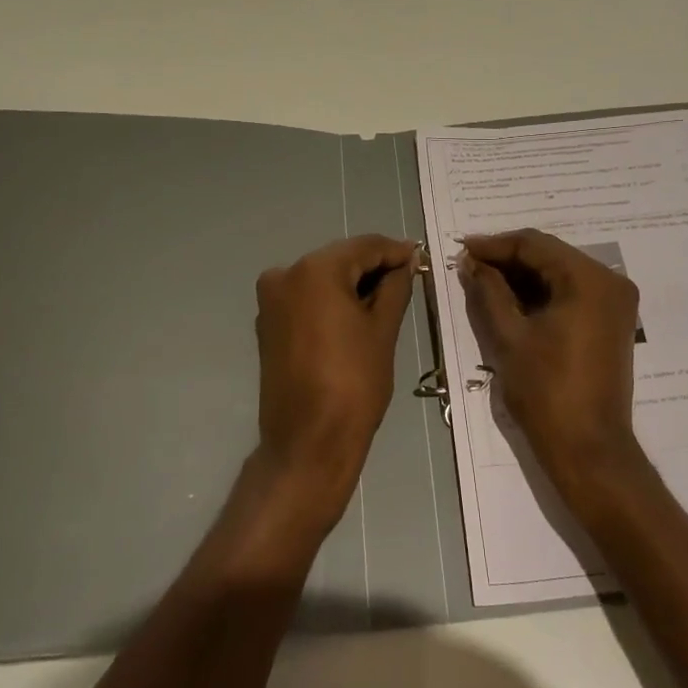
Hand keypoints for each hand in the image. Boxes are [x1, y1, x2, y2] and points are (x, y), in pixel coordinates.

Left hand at [254, 234, 417, 523]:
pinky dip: (330, 301)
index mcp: (315, 270)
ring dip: (352, 284)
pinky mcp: (268, 323)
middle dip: (373, 267)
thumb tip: (404, 264)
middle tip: (408, 279)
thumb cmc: (354, 383)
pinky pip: (306, 298)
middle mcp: (285, 274)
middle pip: (340, 259)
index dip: (395, 252)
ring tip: (386, 300)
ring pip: (321, 278)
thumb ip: (395, 288)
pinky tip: (355, 315)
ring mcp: (271, 300)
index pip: (364, 246)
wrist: (308, 441)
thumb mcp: (383, 330)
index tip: (420, 258)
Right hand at [459, 229, 647, 505]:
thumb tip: (471, 262)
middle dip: (508, 259)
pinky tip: (510, 298)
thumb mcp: (509, 337)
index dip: (495, 245)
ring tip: (483, 280)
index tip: (462, 250)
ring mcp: (615, 302)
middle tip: (469, 265)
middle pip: (550, 255)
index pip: (535, 245)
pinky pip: (572, 292)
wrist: (588, 448)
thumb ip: (489, 291)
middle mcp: (610, 281)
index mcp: (589, 280)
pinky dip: (542, 292)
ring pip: (560, 272)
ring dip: (523, 275)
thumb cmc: (546, 391)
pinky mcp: (611, 321)